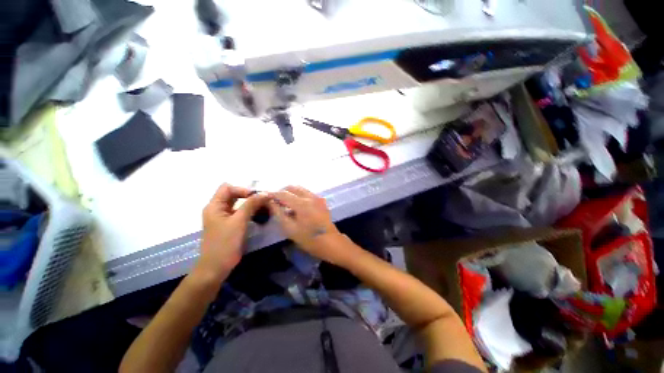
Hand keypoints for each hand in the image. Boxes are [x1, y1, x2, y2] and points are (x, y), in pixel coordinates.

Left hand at [197, 184, 268, 281]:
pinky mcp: (229, 225)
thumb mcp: (239, 221)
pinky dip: (249, 212)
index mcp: (214, 206)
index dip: (243, 189)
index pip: (228, 188)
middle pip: (234, 195)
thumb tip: (265, 193)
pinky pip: (240, 213)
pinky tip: (259, 216)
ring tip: (264, 207)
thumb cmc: (225, 243)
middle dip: (249, 196)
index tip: (257, 197)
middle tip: (264, 201)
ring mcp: (223, 217)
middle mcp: (217, 209)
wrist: (216, 267)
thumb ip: (251, 204)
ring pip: (238, 204)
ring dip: (251, 204)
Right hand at [268, 186, 351, 264]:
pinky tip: (296, 206)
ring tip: (285, 203)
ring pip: (301, 189)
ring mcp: (318, 198)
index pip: (284, 193)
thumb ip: (279, 213)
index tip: (265, 196)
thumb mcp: (290, 229)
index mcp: (302, 203)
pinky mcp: (321, 201)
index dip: (273, 194)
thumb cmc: (309, 239)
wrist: (331, 243)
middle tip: (275, 201)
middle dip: (282, 191)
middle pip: (293, 187)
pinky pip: (307, 193)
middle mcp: (311, 196)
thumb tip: (271, 202)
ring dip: (291, 193)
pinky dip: (299, 196)